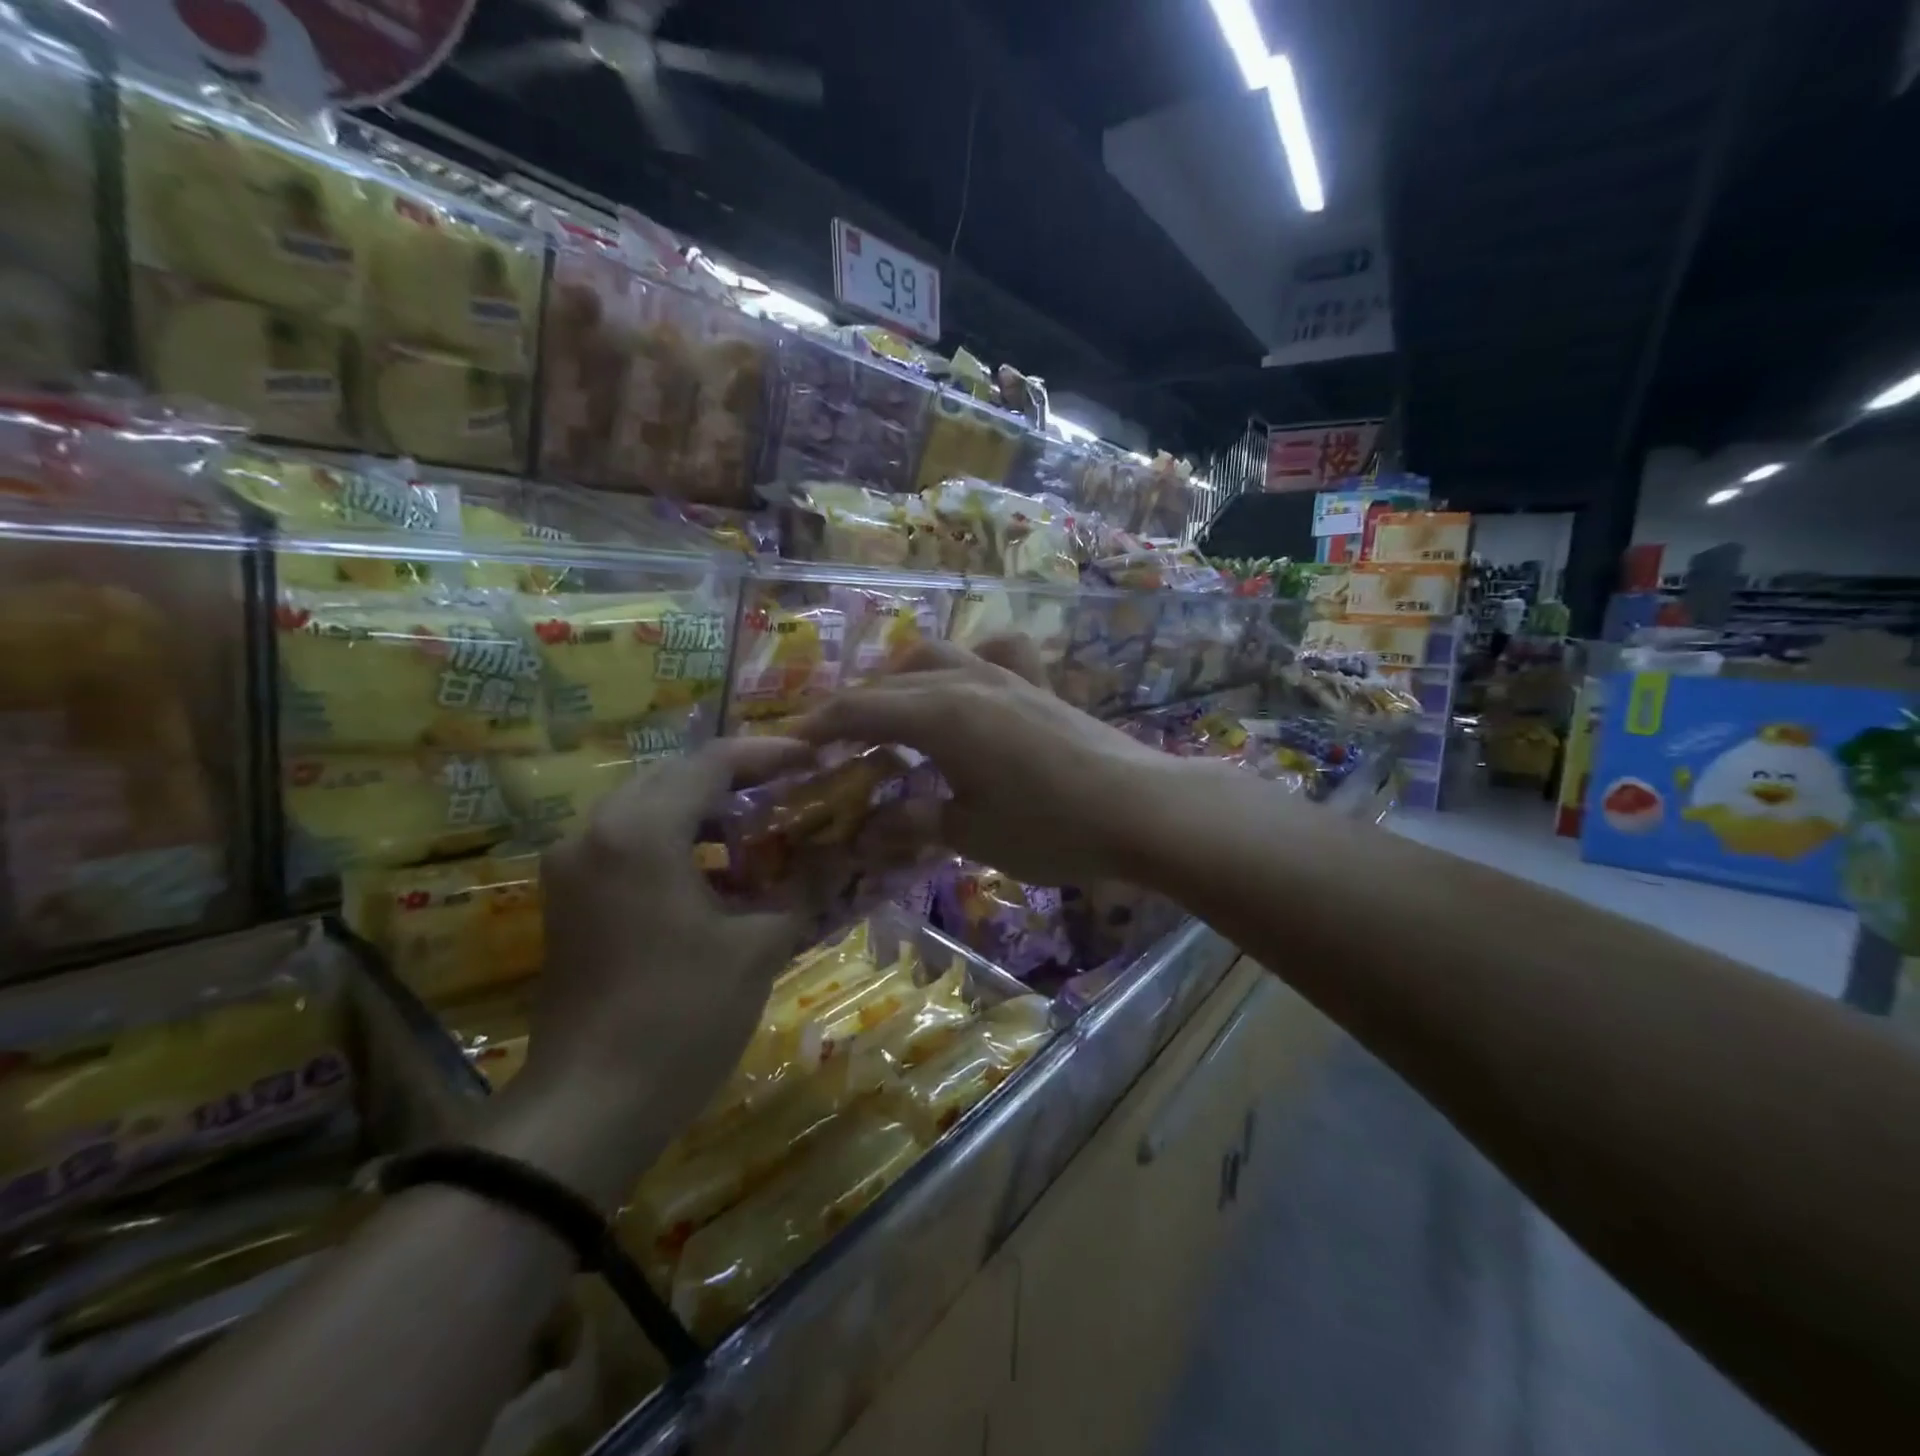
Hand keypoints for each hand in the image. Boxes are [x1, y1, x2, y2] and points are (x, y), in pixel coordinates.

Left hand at [485, 739, 808, 1206]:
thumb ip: (806, 888)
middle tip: (791, 791)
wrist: (589, 1108)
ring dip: (706, 813)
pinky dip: (677, 845)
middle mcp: (597, 832)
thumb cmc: (682, 1016)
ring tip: (762, 833)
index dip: (769, 754)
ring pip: (649, 810)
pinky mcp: (569, 899)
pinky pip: (629, 845)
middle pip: (675, 777)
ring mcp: (574, 866)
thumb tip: (848, 855)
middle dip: (737, 780)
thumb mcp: (758, 947)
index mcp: (642, 831)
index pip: (712, 762)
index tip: (814, 758)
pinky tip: (719, 878)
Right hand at [792, 638, 1182, 886]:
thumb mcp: (972, 834)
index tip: (793, 745)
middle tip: (834, 742)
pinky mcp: (1038, 686)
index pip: (861, 710)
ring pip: (935, 658)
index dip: (820, 726)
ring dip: (900, 681)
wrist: (1142, 809)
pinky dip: (966, 665)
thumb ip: (915, 823)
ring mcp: (1006, 677)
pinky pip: (992, 656)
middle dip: (854, 708)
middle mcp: (966, 682)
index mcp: (940, 716)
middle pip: (891, 682)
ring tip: (890, 717)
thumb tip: (868, 832)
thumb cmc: (1051, 827)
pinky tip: (968, 689)